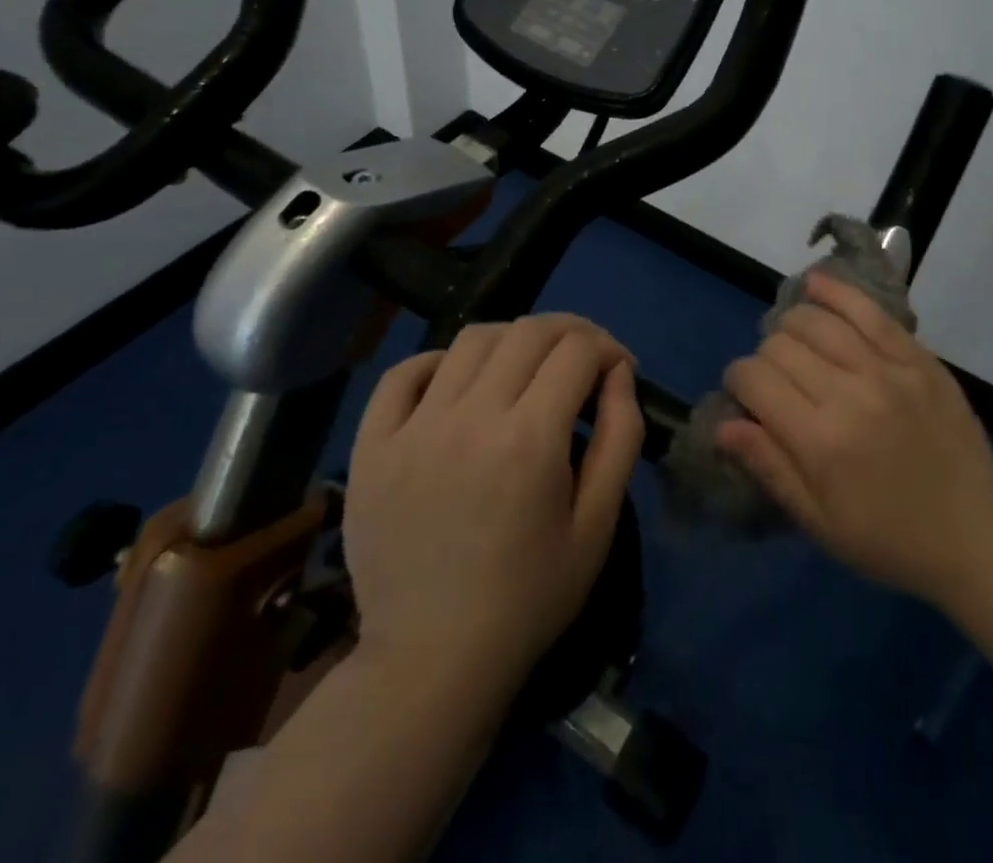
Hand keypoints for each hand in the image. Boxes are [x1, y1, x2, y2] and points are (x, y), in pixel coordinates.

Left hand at [343, 315, 643, 697]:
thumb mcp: (598, 525)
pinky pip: (403, 373)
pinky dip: (440, 362)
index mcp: (529, 440)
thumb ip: (620, 437)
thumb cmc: (528, 597)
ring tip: (526, 370)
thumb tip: (619, 373)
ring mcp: (413, 428)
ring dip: (513, 340)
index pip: (576, 350)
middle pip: (528, 331)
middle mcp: (469, 418)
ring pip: (471, 339)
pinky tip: (459, 384)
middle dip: (569, 332)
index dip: (607, 347)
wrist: (431, 662)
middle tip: (582, 360)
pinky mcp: (372, 446)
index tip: (617, 370)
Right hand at [716, 271, 992, 607]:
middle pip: (780, 345)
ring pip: (816, 320)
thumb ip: (769, 466)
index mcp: (820, 441)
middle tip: (777, 384)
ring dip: (792, 326)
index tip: (745, 397)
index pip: (754, 379)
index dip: (737, 382)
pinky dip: (836, 292)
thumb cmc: (892, 540)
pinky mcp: (917, 356)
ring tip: (796, 346)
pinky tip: (816, 286)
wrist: (979, 536)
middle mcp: (849, 393)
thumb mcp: (821, 523)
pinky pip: (868, 310)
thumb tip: (721, 424)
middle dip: (764, 359)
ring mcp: (887, 369)